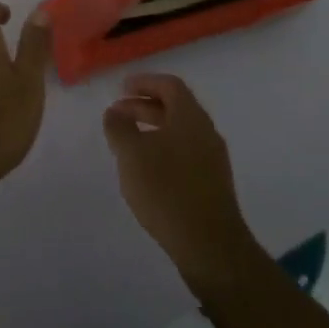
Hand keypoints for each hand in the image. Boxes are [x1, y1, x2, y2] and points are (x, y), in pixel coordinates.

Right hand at [103, 73, 259, 290]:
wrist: (209, 245)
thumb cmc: (167, 189)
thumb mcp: (132, 154)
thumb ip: (119, 127)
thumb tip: (115, 112)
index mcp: (191, 117)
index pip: (169, 85)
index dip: (144, 82)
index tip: (121, 88)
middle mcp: (206, 132)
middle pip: (175, 107)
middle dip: (144, 106)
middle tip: (118, 114)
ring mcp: (213, 159)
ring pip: (180, 132)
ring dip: (153, 130)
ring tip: (128, 142)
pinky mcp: (212, 184)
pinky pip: (185, 153)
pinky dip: (163, 150)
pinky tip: (147, 170)